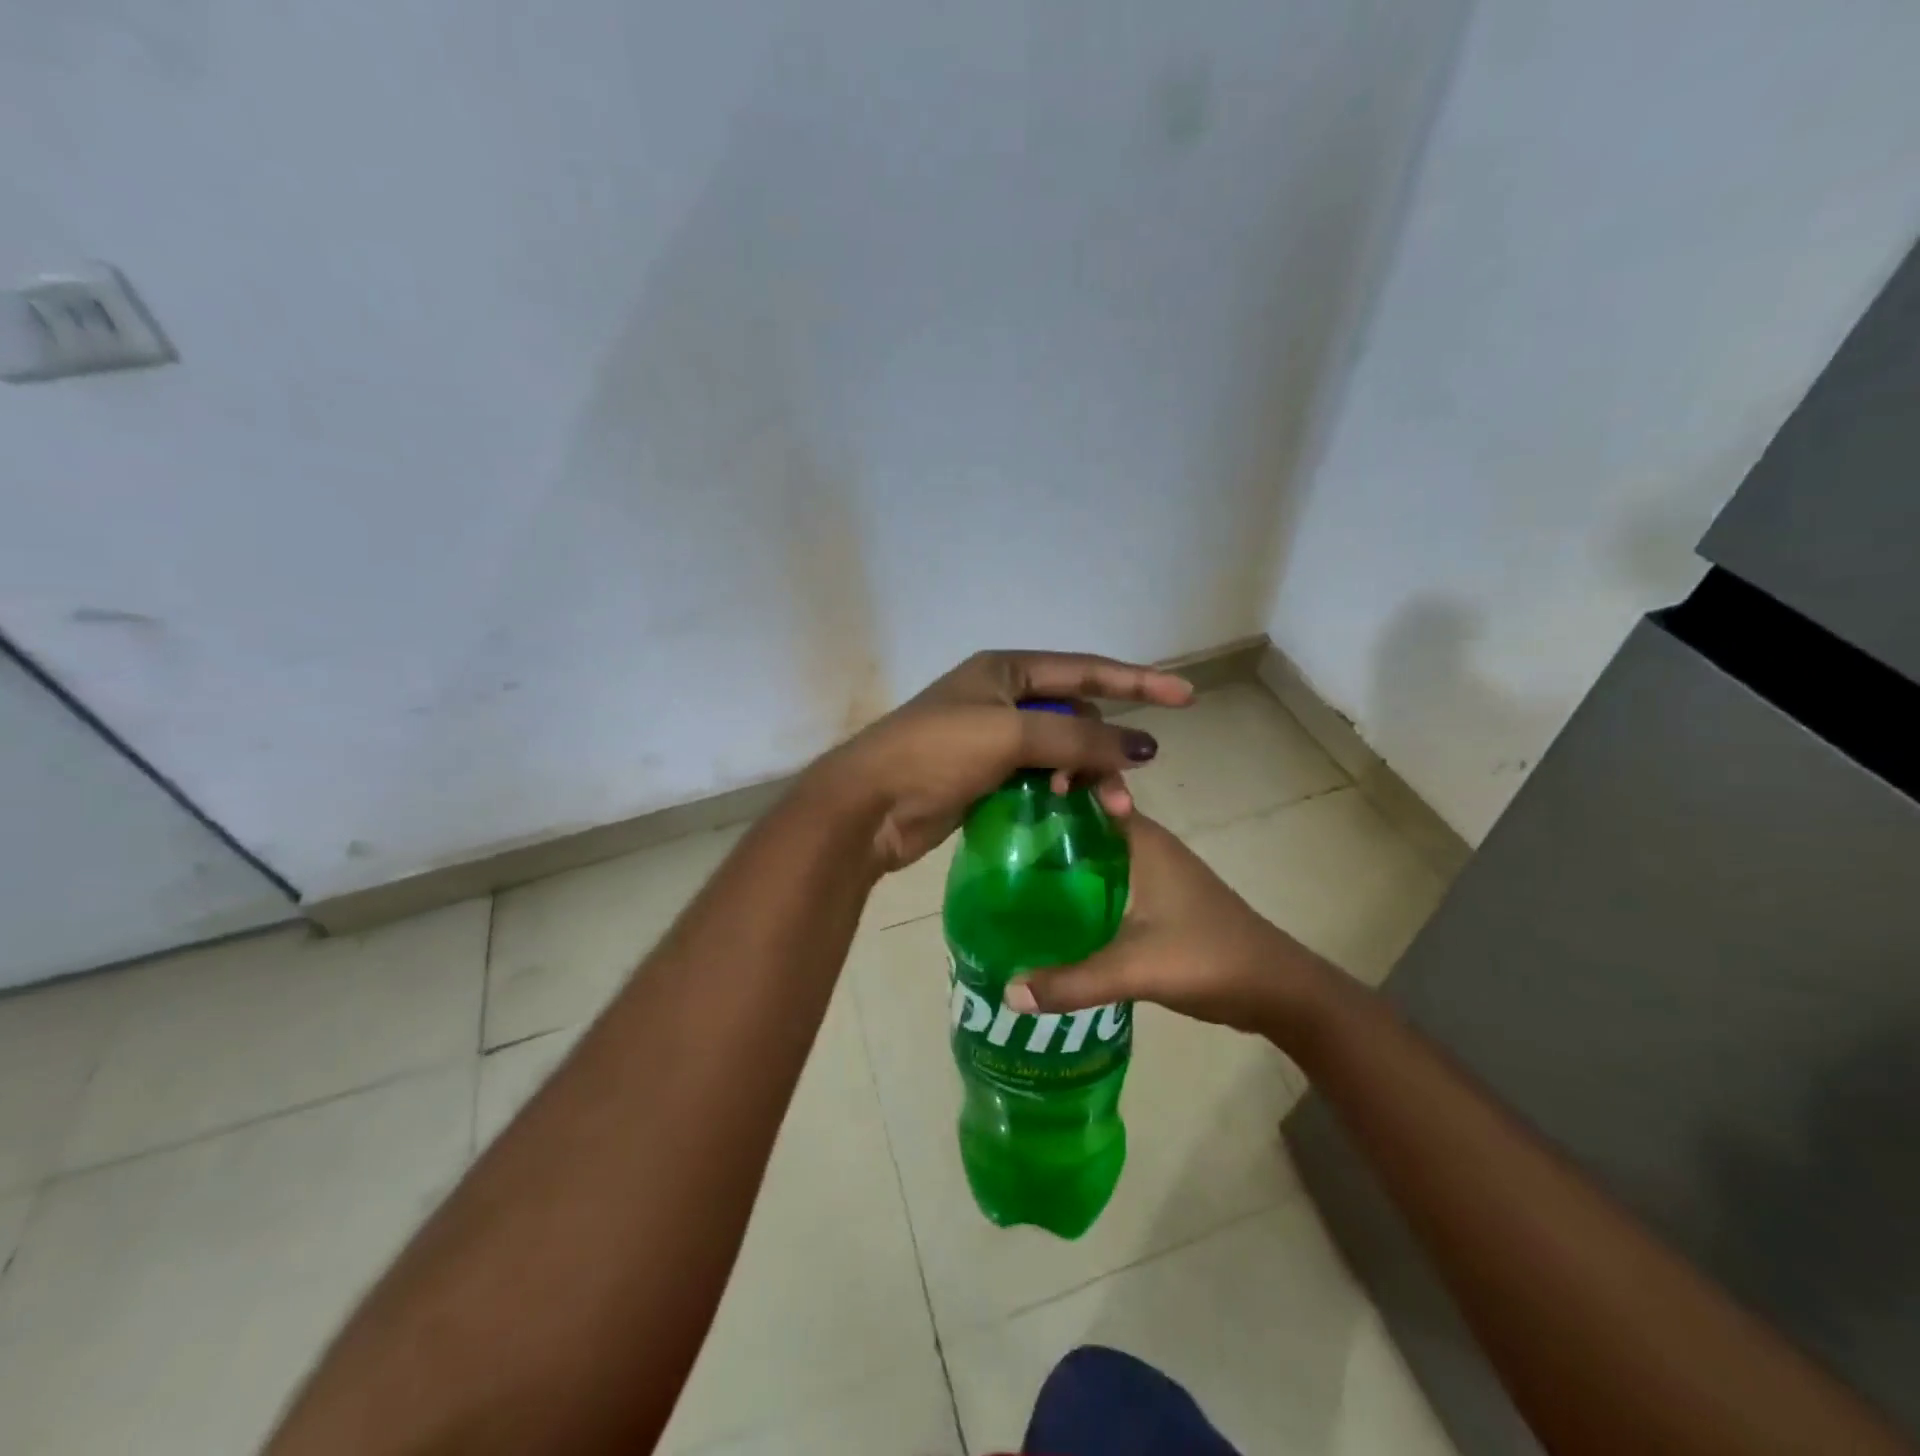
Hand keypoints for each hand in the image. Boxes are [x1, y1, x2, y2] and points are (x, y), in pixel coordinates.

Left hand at [813, 650, 1192, 871]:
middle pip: (1075, 718)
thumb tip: (1142, 746)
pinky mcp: (984, 776)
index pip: (1086, 671)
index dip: (1137, 682)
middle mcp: (1001, 697)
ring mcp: (991, 738)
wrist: (868, 806)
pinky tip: (1070, 812)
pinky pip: (1038, 777)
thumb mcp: (1010, 735)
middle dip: (1103, 751)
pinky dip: (1059, 792)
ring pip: (1059, 752)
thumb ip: (1078, 740)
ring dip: (1084, 777)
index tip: (1185, 697)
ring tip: (1099, 810)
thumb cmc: (935, 754)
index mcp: (1006, 669)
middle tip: (1122, 793)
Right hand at [1003, 815, 1342, 1039]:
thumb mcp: (1135, 969)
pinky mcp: (1155, 899)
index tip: (1004, 804)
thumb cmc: (1208, 958)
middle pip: (1082, 824)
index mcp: (1140, 838)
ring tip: (1008, 882)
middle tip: (993, 850)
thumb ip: (1071, 982)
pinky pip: (1104, 881)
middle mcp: (1144, 845)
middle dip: (1040, 832)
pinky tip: (1050, 916)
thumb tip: (1008, 992)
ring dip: (1058, 865)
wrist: (1275, 988)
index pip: (1087, 790)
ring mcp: (1151, 872)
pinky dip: (1077, 890)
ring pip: (1092, 855)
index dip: (1046, 788)